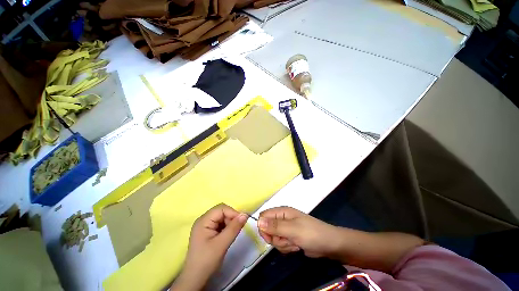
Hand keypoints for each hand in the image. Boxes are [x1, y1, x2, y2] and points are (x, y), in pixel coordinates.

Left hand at [171, 204, 247, 290]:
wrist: (195, 278)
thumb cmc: (207, 261)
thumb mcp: (222, 244)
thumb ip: (234, 228)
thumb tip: (245, 215)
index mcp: (204, 220)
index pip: (221, 208)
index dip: (233, 212)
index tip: (242, 221)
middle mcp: (204, 220)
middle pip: (221, 211)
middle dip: (231, 218)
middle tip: (237, 229)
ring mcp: (205, 225)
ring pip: (222, 217)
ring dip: (229, 223)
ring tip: (231, 234)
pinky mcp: (208, 231)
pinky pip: (220, 223)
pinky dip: (226, 227)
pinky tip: (227, 236)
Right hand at [257, 207, 340, 257]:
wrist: (329, 245)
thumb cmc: (311, 233)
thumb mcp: (293, 229)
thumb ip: (275, 226)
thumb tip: (258, 221)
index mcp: (282, 212)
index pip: (264, 216)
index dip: (263, 226)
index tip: (269, 236)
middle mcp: (282, 219)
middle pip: (267, 229)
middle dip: (275, 238)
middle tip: (286, 239)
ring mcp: (286, 229)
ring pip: (274, 238)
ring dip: (283, 244)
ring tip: (294, 243)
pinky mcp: (290, 238)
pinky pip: (281, 244)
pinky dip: (287, 247)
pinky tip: (296, 247)